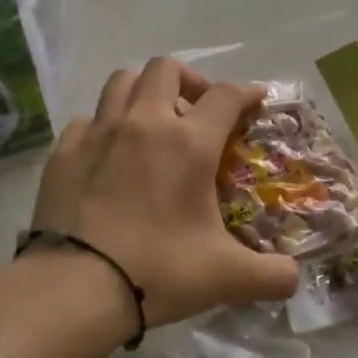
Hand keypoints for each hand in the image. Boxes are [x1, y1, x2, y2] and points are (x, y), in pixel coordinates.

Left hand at [29, 59, 300, 327]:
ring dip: (143, 91)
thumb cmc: (157, 272)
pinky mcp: (63, 151)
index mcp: (188, 144)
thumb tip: (294, 279)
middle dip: (189, 80)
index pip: (226, 95)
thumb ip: (271, 276)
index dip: (247, 91)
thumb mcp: (227, 278)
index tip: (256, 100)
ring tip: (152, 122)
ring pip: (121, 81)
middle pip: (166, 69)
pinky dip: (104, 126)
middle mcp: (143, 123)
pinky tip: (108, 155)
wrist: (75, 289)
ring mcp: (98, 133)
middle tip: (198, 111)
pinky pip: (88, 119)